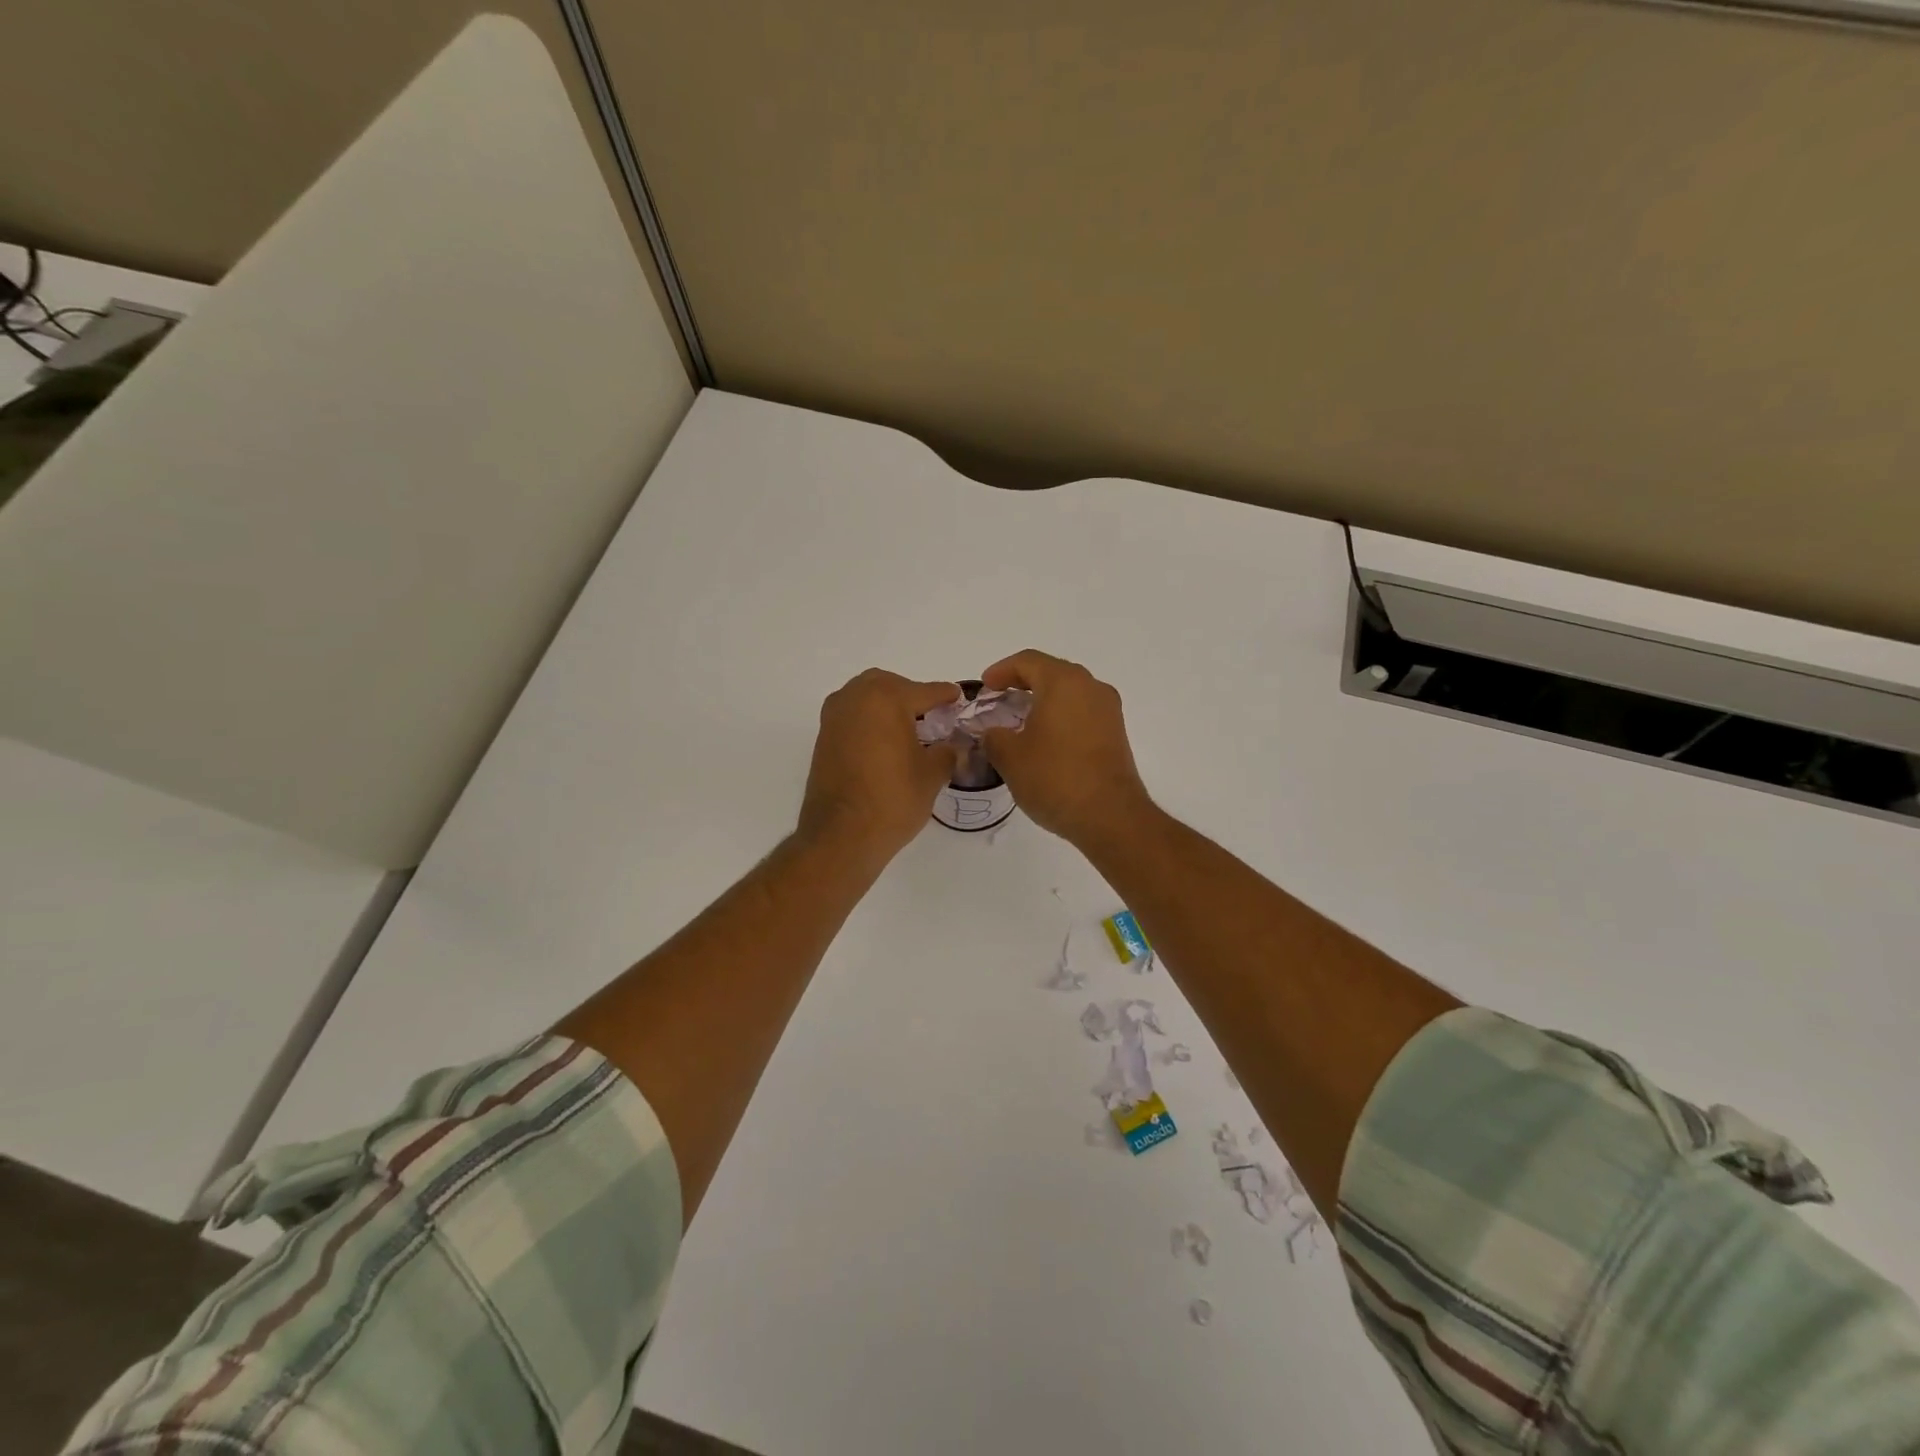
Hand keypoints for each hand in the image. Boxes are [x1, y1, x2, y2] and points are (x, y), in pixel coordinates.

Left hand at [798, 669, 961, 862]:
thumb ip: (947, 752)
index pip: (925, 691)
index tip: (958, 697)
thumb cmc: (893, 800)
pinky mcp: (822, 738)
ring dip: (886, 706)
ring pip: (866, 697)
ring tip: (908, 730)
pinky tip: (885, 743)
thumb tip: (952, 746)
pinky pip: (851, 716)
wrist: (841, 836)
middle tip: (932, 715)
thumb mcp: (932, 775)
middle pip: (890, 686)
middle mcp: (855, 698)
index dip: (946, 696)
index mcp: (886, 698)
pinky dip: (869, 721)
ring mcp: (834, 717)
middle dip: (911, 696)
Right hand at [980, 650, 1151, 845]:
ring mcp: (1108, 710)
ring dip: (1043, 701)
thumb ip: (994, 737)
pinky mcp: (1116, 733)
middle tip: (999, 699)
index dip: (1001, 671)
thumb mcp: (1010, 757)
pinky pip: (1082, 712)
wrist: (1110, 816)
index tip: (984, 687)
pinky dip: (1060, 717)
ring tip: (1018, 721)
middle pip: (1051, 672)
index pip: (1028, 661)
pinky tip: (1044, 740)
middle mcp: (1091, 687)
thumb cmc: (1055, 778)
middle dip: (1022, 682)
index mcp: (1064, 682)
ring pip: (1069, 693)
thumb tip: (995, 733)